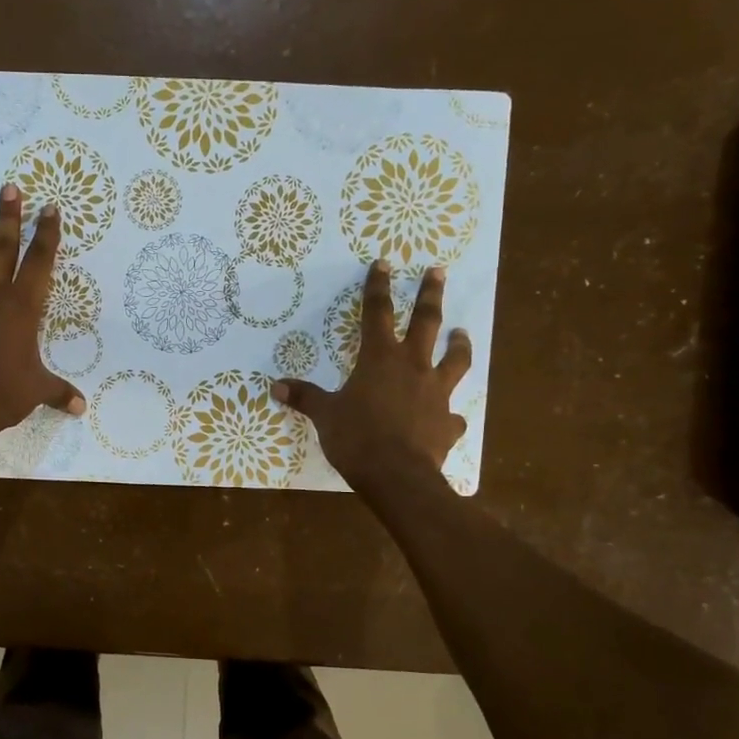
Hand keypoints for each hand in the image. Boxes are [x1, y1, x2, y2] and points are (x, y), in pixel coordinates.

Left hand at [0, 182, 85, 437]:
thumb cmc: (6, 391)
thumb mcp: (38, 390)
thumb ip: (58, 392)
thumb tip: (80, 408)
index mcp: (21, 308)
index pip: (39, 263)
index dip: (46, 235)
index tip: (49, 208)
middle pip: (1, 251)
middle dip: (8, 219)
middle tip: (9, 188)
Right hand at [272, 261, 471, 491]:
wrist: (397, 476)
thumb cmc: (357, 438)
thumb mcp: (325, 415)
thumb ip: (305, 398)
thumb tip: (276, 386)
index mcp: (379, 359)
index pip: (376, 313)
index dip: (378, 287)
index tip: (383, 263)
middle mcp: (413, 367)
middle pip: (426, 322)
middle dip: (430, 294)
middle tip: (439, 271)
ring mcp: (436, 393)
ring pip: (454, 360)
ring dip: (458, 344)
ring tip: (462, 332)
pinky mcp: (448, 423)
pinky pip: (452, 416)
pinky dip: (450, 415)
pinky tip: (449, 419)